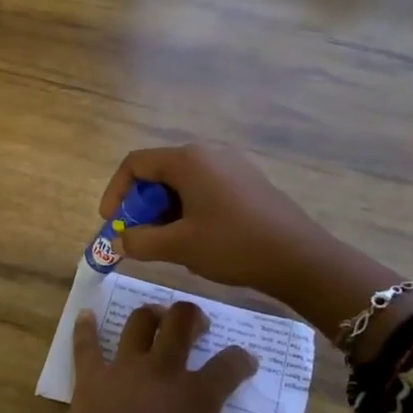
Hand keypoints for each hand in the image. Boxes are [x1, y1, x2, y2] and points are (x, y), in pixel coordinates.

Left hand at [44, 300, 255, 412]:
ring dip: (151, 315)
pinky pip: (86, 345)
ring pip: (139, 323)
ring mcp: (124, 369)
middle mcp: (162, 372)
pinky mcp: (91, 377)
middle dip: (193, 317)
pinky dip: (85, 328)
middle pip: (181, 324)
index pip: (228, 367)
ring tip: (156, 316)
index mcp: (195, 397)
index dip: (241, 360)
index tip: (246, 360)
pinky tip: (87, 314)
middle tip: (197, 323)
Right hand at [98, 142, 330, 297]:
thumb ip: (140, 241)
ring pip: (182, 183)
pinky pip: (204, 189)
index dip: (116, 192)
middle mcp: (209, 154)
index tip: (112, 224)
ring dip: (164, 211)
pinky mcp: (247, 183)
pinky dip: (187, 210)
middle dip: (140, 205)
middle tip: (137, 237)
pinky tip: (195, 240)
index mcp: (188, 160)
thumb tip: (119, 242)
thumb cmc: (234, 245)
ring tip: (165, 244)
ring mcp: (231, 167)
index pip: (135, 164)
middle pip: (158, 172)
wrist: (300, 258)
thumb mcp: (179, 246)